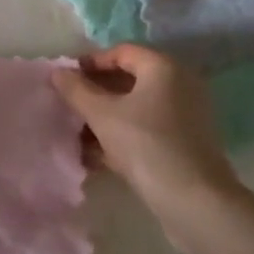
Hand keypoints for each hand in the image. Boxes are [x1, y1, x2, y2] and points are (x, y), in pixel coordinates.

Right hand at [51, 45, 239, 236]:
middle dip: (95, 93)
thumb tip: (58, 72)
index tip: (66, 79)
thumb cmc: (145, 144)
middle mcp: (179, 85)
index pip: (121, 52)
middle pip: (128, 80)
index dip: (90, 62)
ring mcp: (185, 117)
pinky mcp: (185, 144)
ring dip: (105, 117)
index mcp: (163, 68)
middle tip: (69, 105)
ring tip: (77, 134)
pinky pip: (146, 129)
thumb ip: (76, 89)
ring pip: (135, 108)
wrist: (194, 202)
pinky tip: (95, 155)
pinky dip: (122, 136)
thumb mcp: (101, 114)